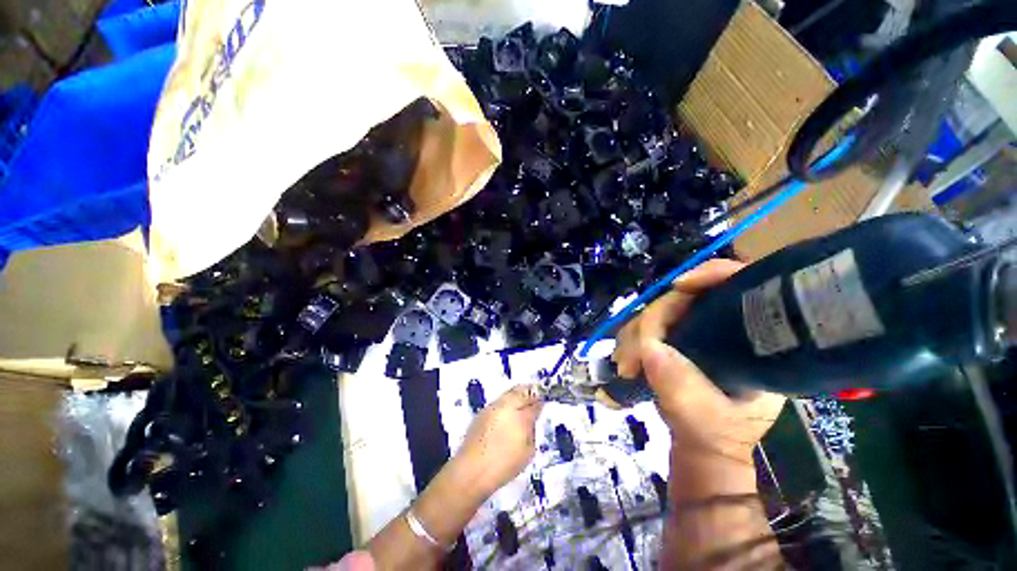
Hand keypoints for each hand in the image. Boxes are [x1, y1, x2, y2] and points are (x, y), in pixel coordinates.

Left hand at [454, 385, 542, 495]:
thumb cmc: (504, 464)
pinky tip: (508, 414)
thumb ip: (532, 429)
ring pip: (509, 392)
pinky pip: (499, 400)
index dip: (541, 400)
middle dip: (530, 392)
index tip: (544, 402)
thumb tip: (532, 417)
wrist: (471, 471)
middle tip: (535, 399)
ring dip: (518, 395)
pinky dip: (506, 403)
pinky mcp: (482, 411)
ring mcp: (493, 406)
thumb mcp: (527, 451)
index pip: (535, 400)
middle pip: (522, 390)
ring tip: (522, 406)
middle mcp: (506, 404)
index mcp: (520, 414)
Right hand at [613, 259, 785, 464]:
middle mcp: (725, 327)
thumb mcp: (701, 411)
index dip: (712, 274)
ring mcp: (699, 332)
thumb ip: (675, 380)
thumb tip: (650, 346)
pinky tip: (627, 361)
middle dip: (653, 319)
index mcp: (751, 340)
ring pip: (660, 311)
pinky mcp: (678, 340)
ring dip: (635, 334)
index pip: (740, 283)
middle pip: (686, 297)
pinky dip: (633, 339)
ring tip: (626, 365)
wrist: (706, 449)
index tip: (679, 287)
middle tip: (633, 353)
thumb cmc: (715, 433)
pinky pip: (650, 325)